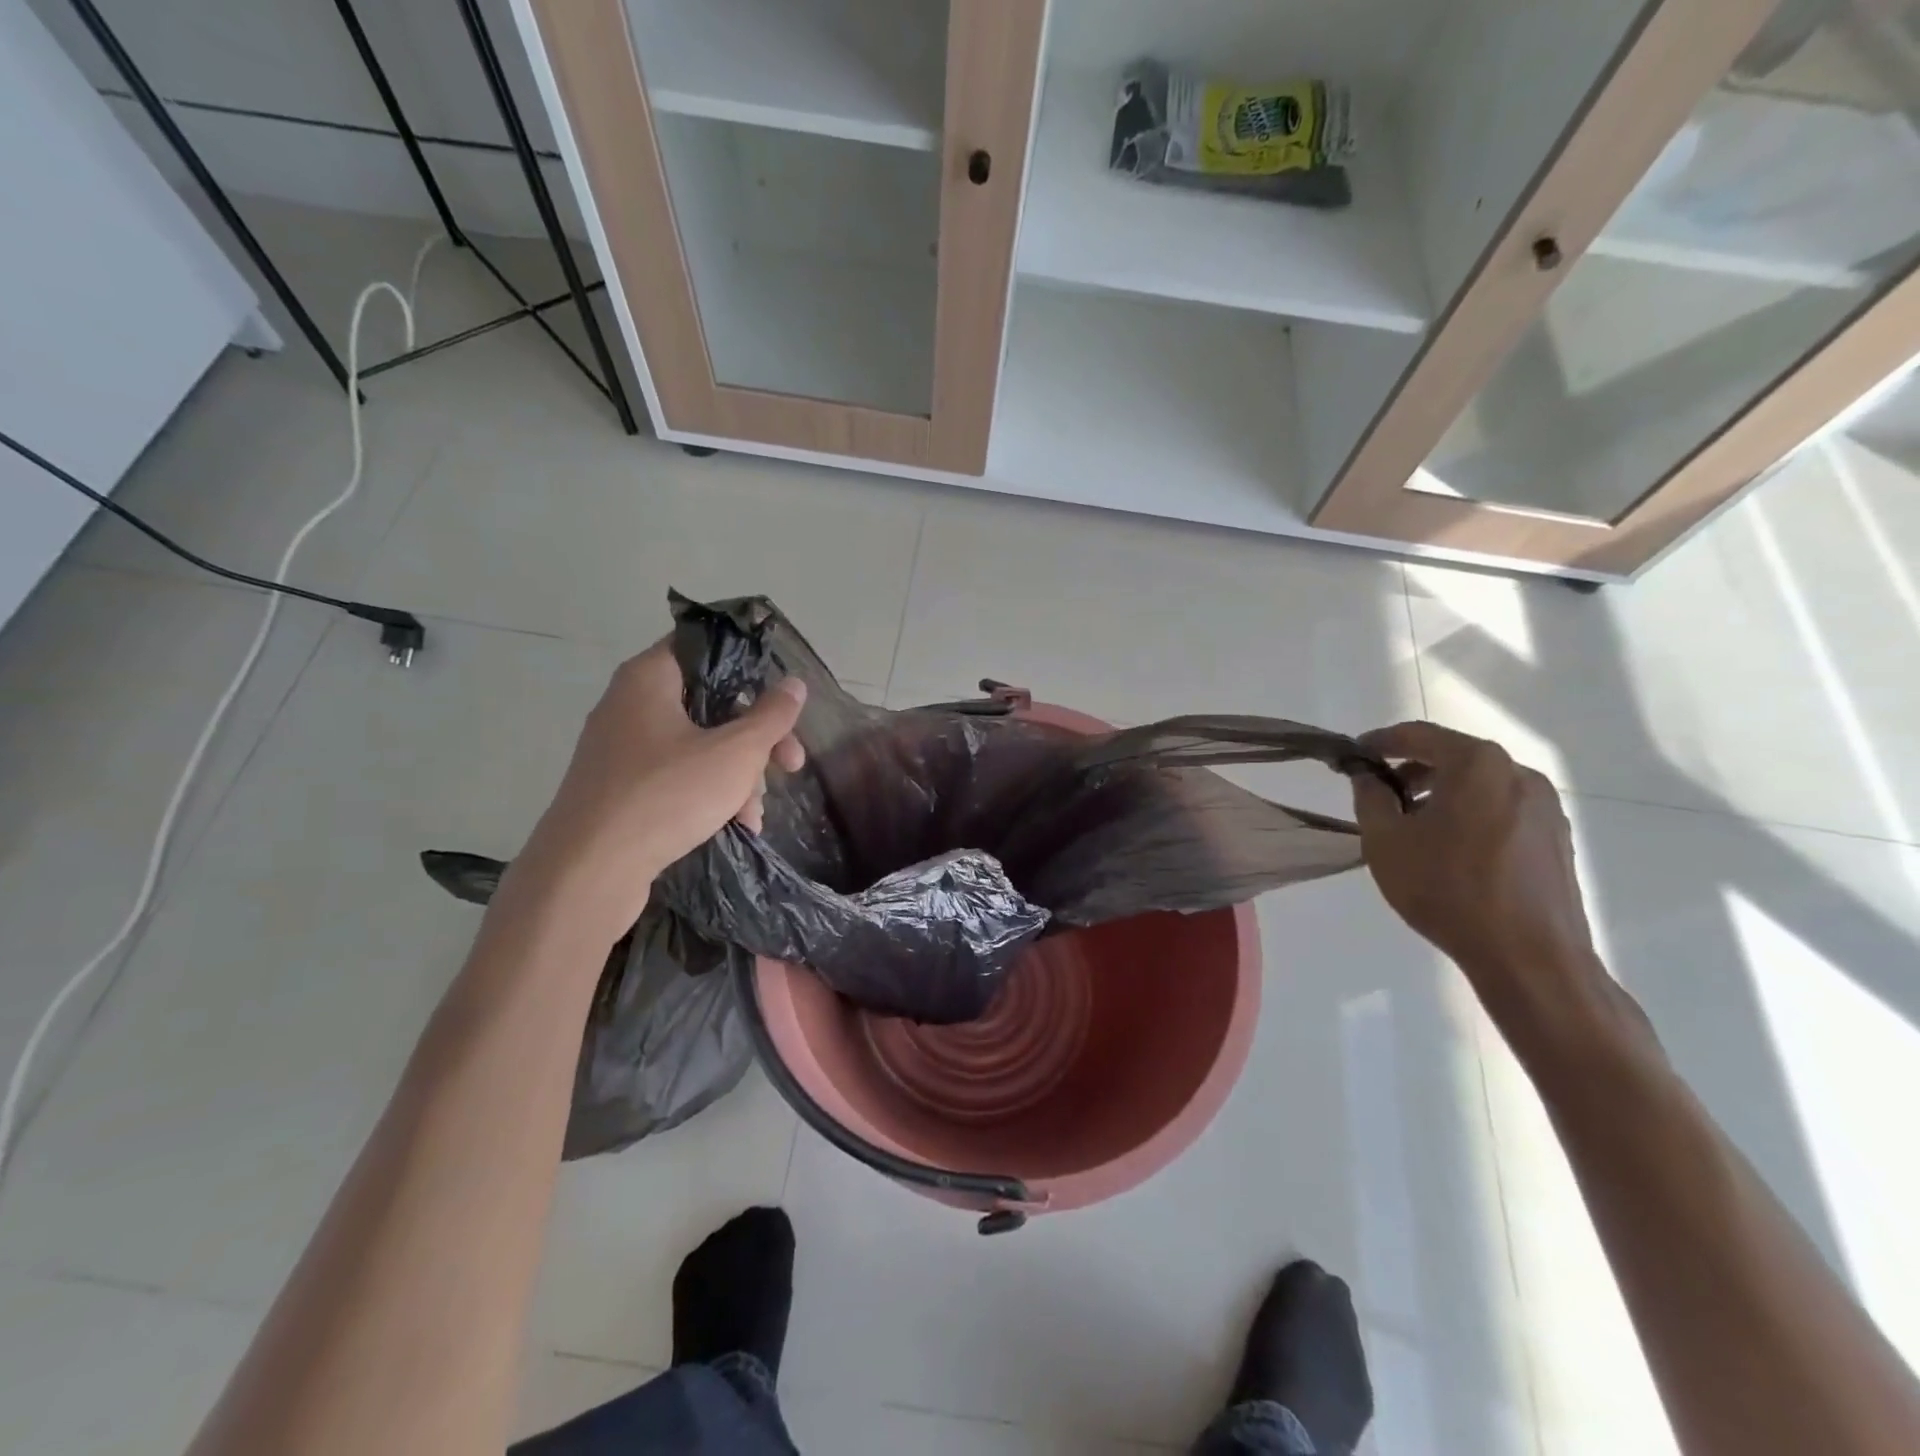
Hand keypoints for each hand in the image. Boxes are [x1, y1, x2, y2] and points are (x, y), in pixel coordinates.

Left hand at [501, 640, 805, 944]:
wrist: (588, 872)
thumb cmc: (666, 796)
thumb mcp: (735, 753)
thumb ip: (771, 716)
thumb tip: (794, 684)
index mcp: (649, 679)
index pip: (704, 647)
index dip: (749, 666)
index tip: (781, 696)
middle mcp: (630, 704)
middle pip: (709, 703)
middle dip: (756, 737)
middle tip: (791, 763)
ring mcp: (622, 749)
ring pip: (697, 744)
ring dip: (737, 773)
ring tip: (755, 813)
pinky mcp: (620, 788)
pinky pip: (675, 775)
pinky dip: (708, 792)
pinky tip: (735, 824)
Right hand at [1351, 722, 1605, 1031]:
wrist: (1529, 957)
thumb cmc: (1447, 889)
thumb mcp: (1386, 840)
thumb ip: (1370, 797)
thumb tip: (1368, 775)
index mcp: (1477, 764)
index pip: (1418, 735)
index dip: (1379, 742)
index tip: (1353, 756)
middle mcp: (1518, 773)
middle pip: (1452, 757)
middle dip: (1410, 770)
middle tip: (1378, 794)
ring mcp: (1545, 806)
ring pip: (1479, 784)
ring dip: (1441, 793)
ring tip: (1412, 827)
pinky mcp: (1556, 837)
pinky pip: (1501, 809)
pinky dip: (1470, 814)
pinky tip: (1450, 850)